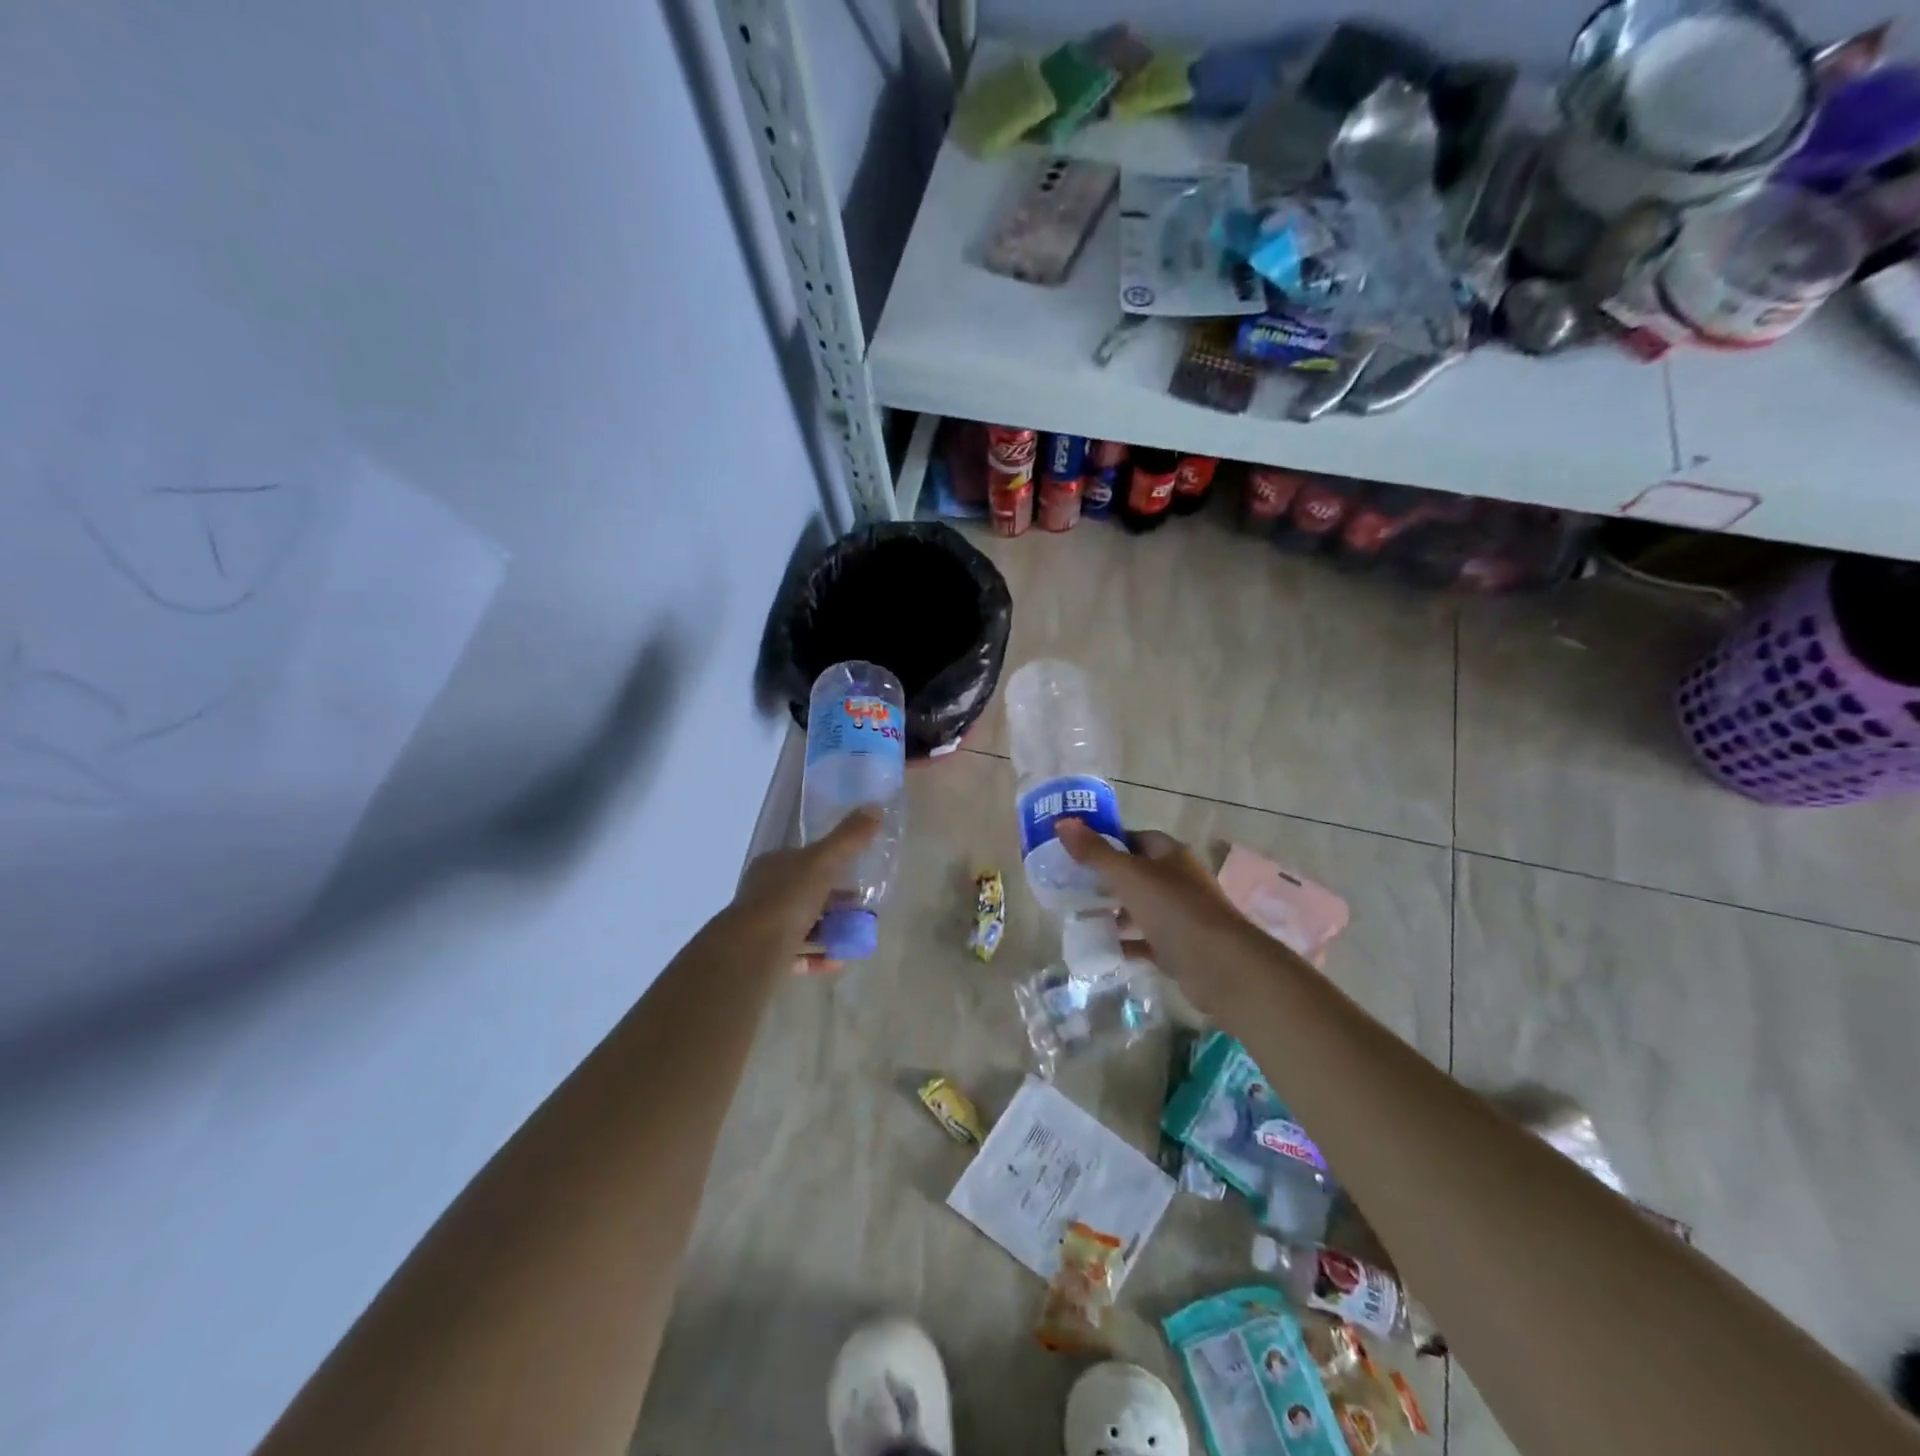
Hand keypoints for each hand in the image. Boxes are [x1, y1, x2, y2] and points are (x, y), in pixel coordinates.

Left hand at [729, 808, 882, 973]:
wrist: (752, 950)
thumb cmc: (787, 899)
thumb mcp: (823, 861)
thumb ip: (849, 838)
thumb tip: (874, 808)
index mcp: (773, 866)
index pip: (804, 859)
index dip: (831, 864)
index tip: (856, 875)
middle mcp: (764, 893)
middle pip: (805, 893)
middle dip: (834, 901)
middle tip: (862, 908)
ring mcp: (763, 926)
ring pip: (802, 925)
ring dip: (829, 930)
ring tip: (856, 935)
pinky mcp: (765, 957)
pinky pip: (797, 955)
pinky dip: (819, 956)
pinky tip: (839, 960)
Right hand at [1055, 818, 1272, 1011]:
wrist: (1220, 965)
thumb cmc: (1174, 909)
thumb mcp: (1128, 875)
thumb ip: (1095, 852)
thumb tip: (1062, 822)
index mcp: (1170, 854)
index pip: (1135, 838)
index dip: (1107, 842)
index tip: (1077, 852)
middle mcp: (1178, 880)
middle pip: (1137, 873)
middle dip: (1107, 879)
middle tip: (1073, 885)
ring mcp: (1181, 914)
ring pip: (1141, 907)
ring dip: (1115, 911)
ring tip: (1082, 915)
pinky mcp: (1180, 947)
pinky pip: (1146, 940)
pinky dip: (1126, 942)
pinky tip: (1103, 946)